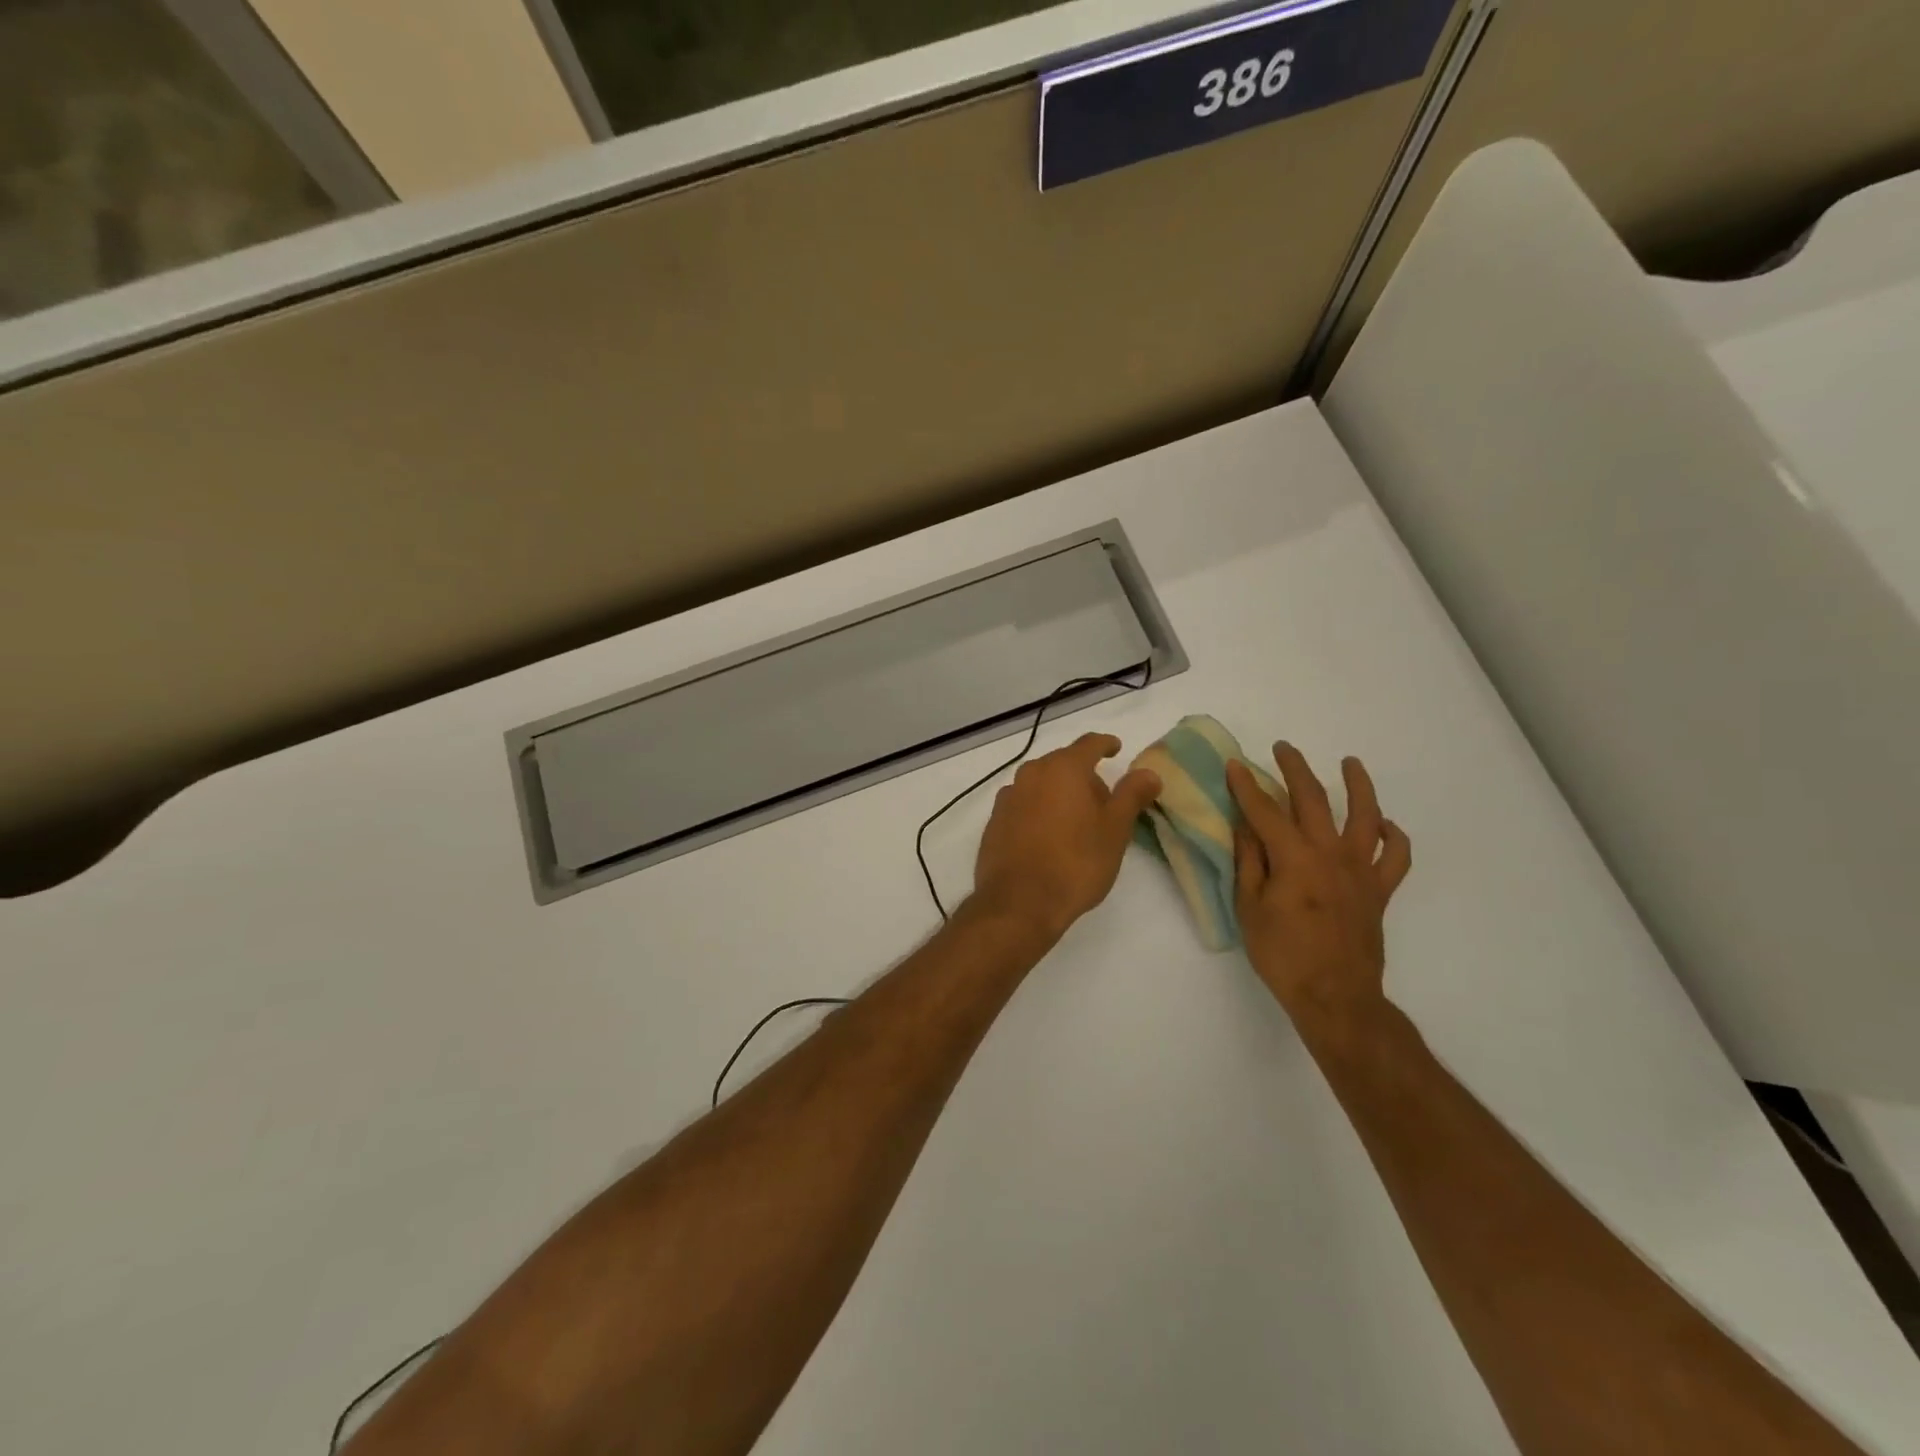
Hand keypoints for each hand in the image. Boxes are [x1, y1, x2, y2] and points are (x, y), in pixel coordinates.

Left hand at [972, 733, 1162, 943]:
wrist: (1019, 903)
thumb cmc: (1076, 863)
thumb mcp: (1115, 830)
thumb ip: (1131, 795)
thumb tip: (1148, 772)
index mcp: (1063, 769)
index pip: (1089, 744)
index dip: (1105, 744)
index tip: (1115, 748)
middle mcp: (1031, 774)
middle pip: (1063, 764)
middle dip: (1084, 776)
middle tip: (1104, 802)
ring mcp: (1008, 797)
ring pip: (1041, 784)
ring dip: (1059, 793)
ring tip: (1076, 822)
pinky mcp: (994, 821)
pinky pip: (1024, 805)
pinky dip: (1039, 810)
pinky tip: (1048, 836)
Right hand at [1227, 744, 1410, 1034]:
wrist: (1335, 996)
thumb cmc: (1282, 955)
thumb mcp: (1249, 908)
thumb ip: (1249, 862)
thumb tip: (1245, 826)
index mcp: (1294, 858)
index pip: (1265, 811)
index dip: (1247, 786)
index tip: (1235, 765)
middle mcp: (1331, 854)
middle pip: (1314, 800)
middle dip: (1295, 769)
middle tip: (1283, 748)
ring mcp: (1362, 870)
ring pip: (1366, 816)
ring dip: (1358, 785)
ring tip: (1351, 763)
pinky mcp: (1380, 890)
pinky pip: (1396, 856)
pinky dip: (1393, 836)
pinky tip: (1383, 825)